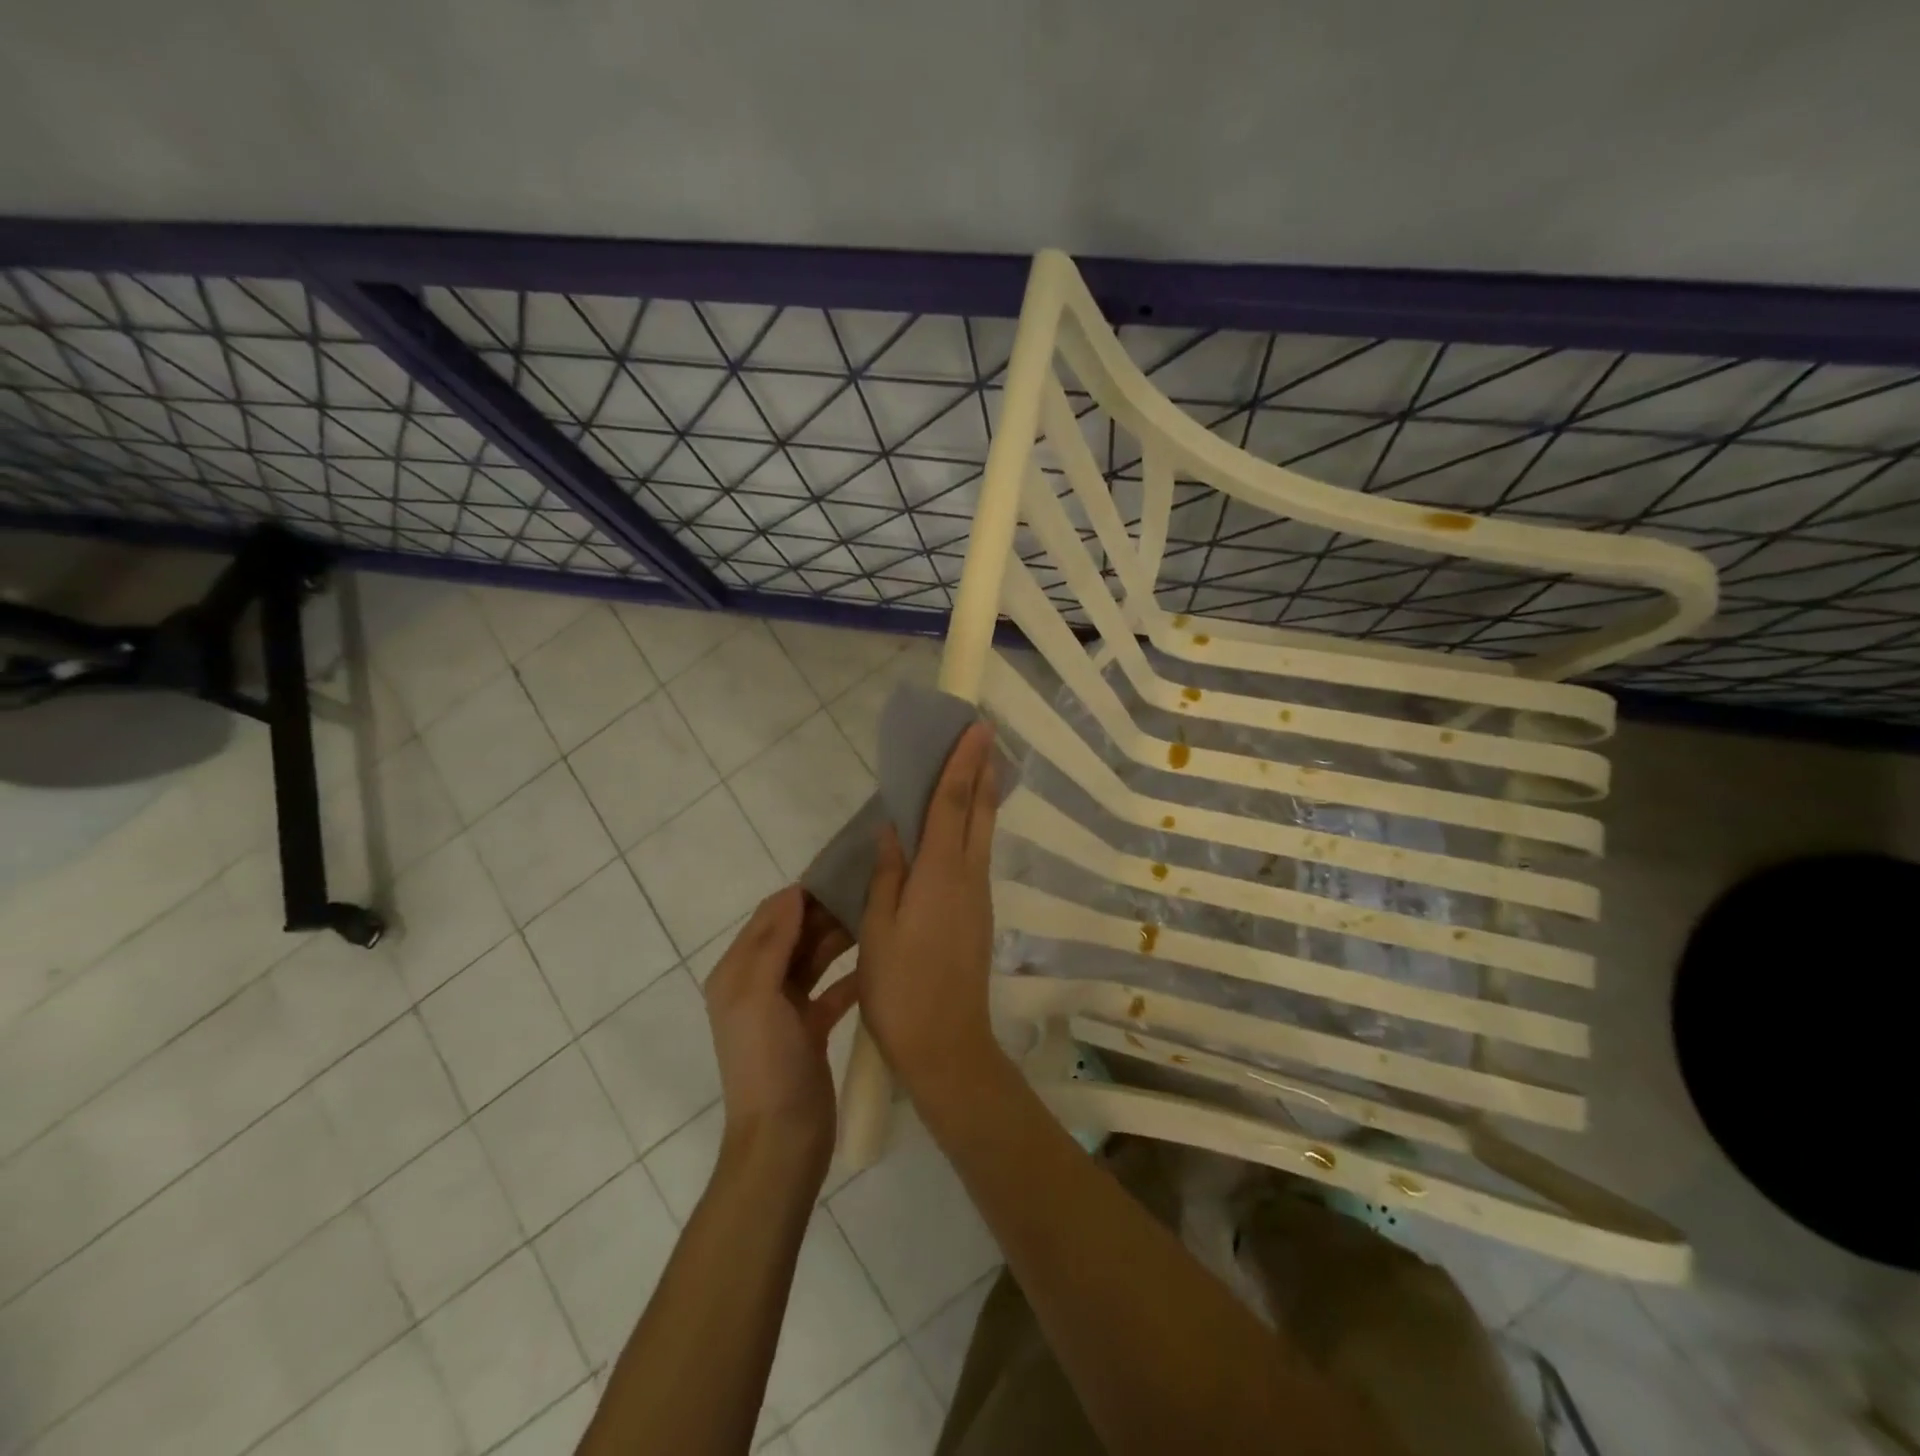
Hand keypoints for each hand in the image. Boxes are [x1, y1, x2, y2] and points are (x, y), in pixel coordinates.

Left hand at [704, 886, 858, 1181]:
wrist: (782, 1141)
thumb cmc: (767, 1063)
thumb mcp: (759, 996)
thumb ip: (772, 942)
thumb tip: (793, 892)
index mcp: (738, 973)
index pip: (770, 916)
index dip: (802, 893)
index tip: (843, 871)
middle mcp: (758, 984)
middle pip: (794, 934)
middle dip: (826, 912)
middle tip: (870, 891)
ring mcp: (785, 1008)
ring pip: (814, 958)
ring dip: (840, 939)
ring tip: (879, 916)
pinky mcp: (810, 1028)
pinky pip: (832, 989)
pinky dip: (851, 975)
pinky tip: (879, 963)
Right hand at [857, 721, 1004, 1103]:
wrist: (947, 1046)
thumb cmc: (901, 989)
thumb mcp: (878, 930)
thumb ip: (888, 874)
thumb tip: (894, 828)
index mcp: (940, 874)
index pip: (953, 803)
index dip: (964, 763)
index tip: (977, 728)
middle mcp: (967, 877)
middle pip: (979, 812)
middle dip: (984, 771)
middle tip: (987, 736)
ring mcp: (978, 898)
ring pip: (981, 834)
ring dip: (981, 797)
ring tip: (974, 769)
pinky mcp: (978, 916)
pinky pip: (975, 858)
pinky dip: (971, 830)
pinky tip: (957, 830)